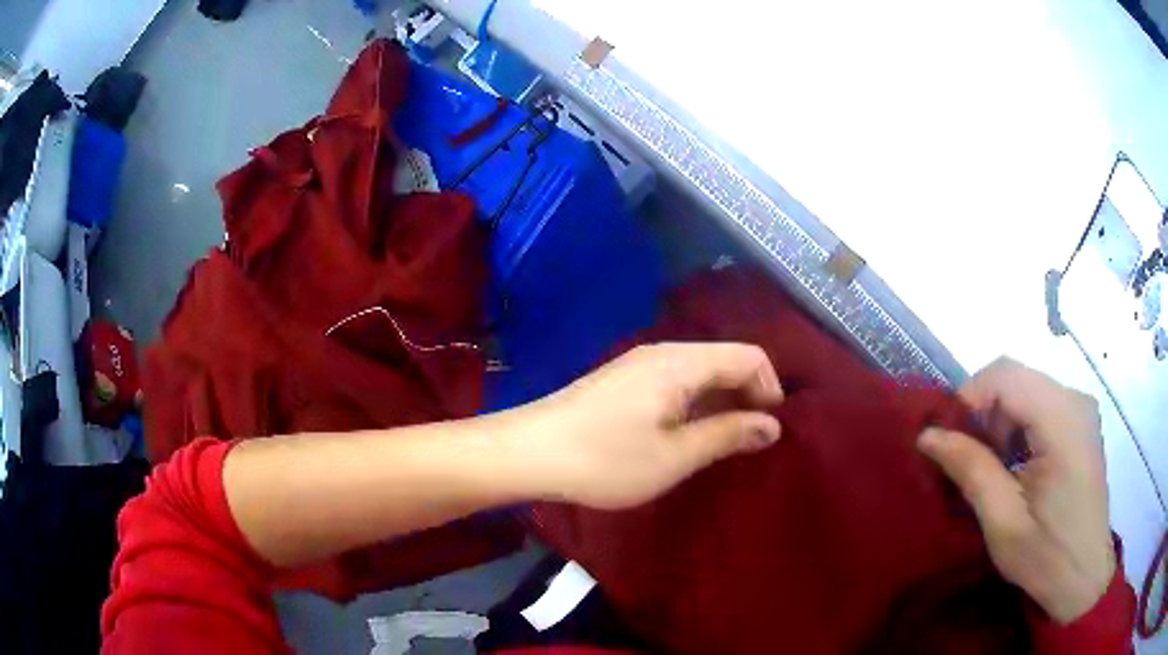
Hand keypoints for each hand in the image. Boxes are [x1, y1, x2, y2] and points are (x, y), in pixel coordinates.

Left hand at [520, 343, 784, 509]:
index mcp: (681, 363)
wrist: (529, 452)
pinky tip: (686, 435)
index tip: (769, 432)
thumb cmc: (605, 459)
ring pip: (700, 372)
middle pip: (725, 360)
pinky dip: (695, 404)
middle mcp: (664, 352)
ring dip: (721, 402)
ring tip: (722, 444)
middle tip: (749, 443)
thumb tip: (773, 424)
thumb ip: (728, 435)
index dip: (770, 390)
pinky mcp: (624, 380)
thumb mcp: (675, 456)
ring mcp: (640, 364)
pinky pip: (676, 382)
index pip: (749, 356)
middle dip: (747, 396)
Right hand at [917, 358, 1114, 623]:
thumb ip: (970, 469)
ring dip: (1000, 423)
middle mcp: (1075, 399)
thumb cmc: (1046, 556)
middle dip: (984, 414)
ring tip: (992, 471)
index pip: (1005, 375)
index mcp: (1062, 419)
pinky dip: (1018, 428)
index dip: (968, 398)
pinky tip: (1016, 467)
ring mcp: (1080, 409)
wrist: (1084, 576)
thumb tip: (928, 435)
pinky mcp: (1080, 422)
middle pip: (1015, 379)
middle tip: (968, 463)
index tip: (947, 441)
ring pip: (1025, 390)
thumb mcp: (1002, 522)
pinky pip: (1040, 405)